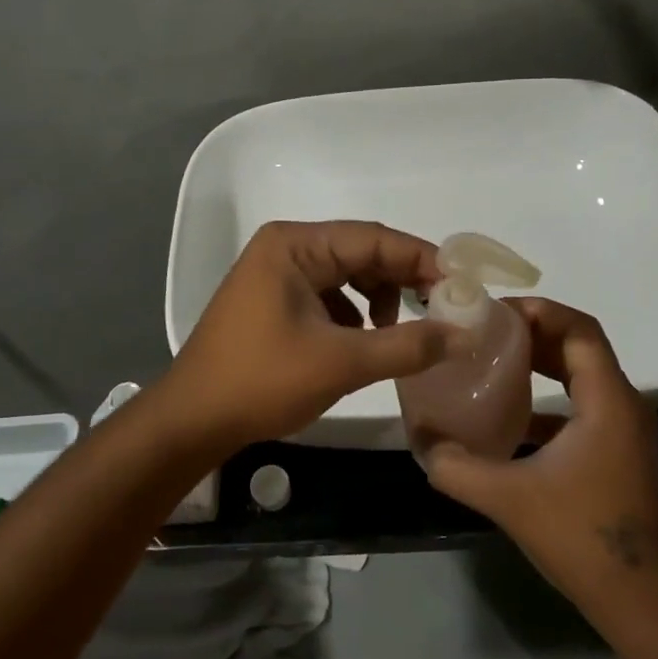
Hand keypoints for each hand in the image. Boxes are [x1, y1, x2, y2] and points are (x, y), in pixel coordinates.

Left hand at [158, 220, 455, 451]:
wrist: (193, 420)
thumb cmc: (262, 380)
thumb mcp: (342, 362)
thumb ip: (408, 345)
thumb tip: (465, 334)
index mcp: (295, 245)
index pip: (374, 238)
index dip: (423, 259)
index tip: (463, 284)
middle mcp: (286, 248)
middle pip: (361, 252)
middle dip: (403, 280)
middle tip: (443, 309)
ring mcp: (276, 273)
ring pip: (347, 274)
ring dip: (379, 298)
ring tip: (397, 333)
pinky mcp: (274, 300)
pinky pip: (328, 294)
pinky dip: (354, 313)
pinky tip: (363, 342)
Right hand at [419, 298, 657, 617]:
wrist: (643, 601)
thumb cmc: (582, 537)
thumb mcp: (508, 498)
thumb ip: (456, 466)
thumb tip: (421, 441)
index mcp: (607, 401)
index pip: (579, 329)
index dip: (538, 311)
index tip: (494, 312)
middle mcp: (623, 405)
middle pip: (579, 347)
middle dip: (533, 333)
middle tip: (485, 332)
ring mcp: (623, 431)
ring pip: (581, 376)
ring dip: (541, 364)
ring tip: (492, 362)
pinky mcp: (617, 453)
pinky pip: (581, 407)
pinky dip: (548, 399)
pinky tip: (510, 417)